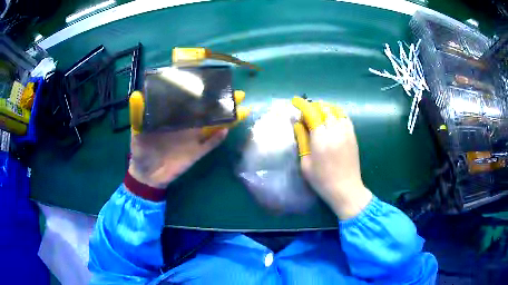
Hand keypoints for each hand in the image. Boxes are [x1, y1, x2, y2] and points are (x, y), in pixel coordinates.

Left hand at [127, 90, 249, 189]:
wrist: (147, 174)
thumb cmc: (141, 150)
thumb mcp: (137, 131)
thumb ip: (138, 114)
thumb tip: (136, 94)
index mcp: (174, 116)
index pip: (190, 101)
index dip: (202, 91)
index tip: (213, 80)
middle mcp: (187, 125)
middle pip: (207, 111)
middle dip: (222, 102)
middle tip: (237, 93)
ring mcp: (193, 139)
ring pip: (213, 126)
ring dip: (227, 118)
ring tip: (242, 109)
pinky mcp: (196, 153)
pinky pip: (210, 145)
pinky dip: (218, 138)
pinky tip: (226, 130)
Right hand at [292, 97, 372, 219]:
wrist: (346, 189)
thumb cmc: (322, 180)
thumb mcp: (306, 163)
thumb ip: (302, 140)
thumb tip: (298, 124)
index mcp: (321, 139)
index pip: (311, 113)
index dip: (302, 105)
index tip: (295, 101)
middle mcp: (335, 131)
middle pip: (324, 109)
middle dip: (313, 106)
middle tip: (306, 112)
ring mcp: (346, 132)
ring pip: (335, 110)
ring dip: (325, 108)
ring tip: (318, 113)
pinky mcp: (353, 136)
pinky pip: (345, 117)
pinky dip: (336, 113)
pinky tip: (332, 118)